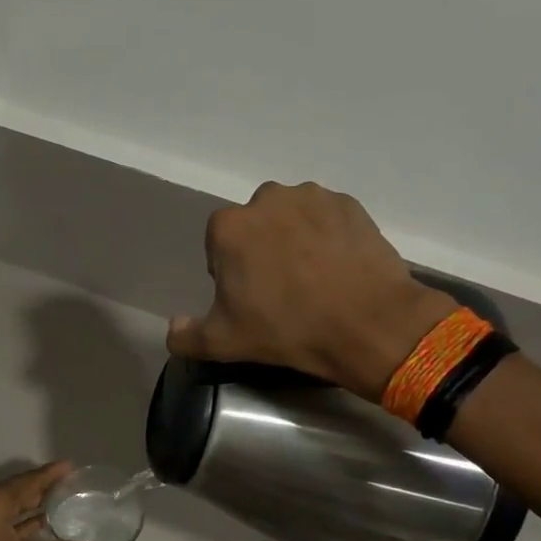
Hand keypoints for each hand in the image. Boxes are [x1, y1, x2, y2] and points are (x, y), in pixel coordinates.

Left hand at [0, 463, 99, 540]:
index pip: (26, 482)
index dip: (50, 474)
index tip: (71, 465)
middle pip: (15, 491)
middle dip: (41, 488)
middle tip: (70, 483)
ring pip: (5, 507)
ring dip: (29, 505)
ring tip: (60, 501)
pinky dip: (17, 521)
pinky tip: (39, 525)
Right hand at [166, 182, 454, 400]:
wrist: (367, 323)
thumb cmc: (287, 329)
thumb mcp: (225, 342)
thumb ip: (187, 336)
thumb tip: (173, 326)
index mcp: (229, 227)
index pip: (218, 244)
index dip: (229, 272)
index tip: (247, 298)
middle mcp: (267, 199)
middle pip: (255, 226)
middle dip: (261, 249)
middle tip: (281, 289)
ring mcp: (312, 197)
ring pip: (292, 218)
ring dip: (295, 239)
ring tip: (313, 278)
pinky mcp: (350, 205)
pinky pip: (327, 219)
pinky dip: (328, 237)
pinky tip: (338, 269)